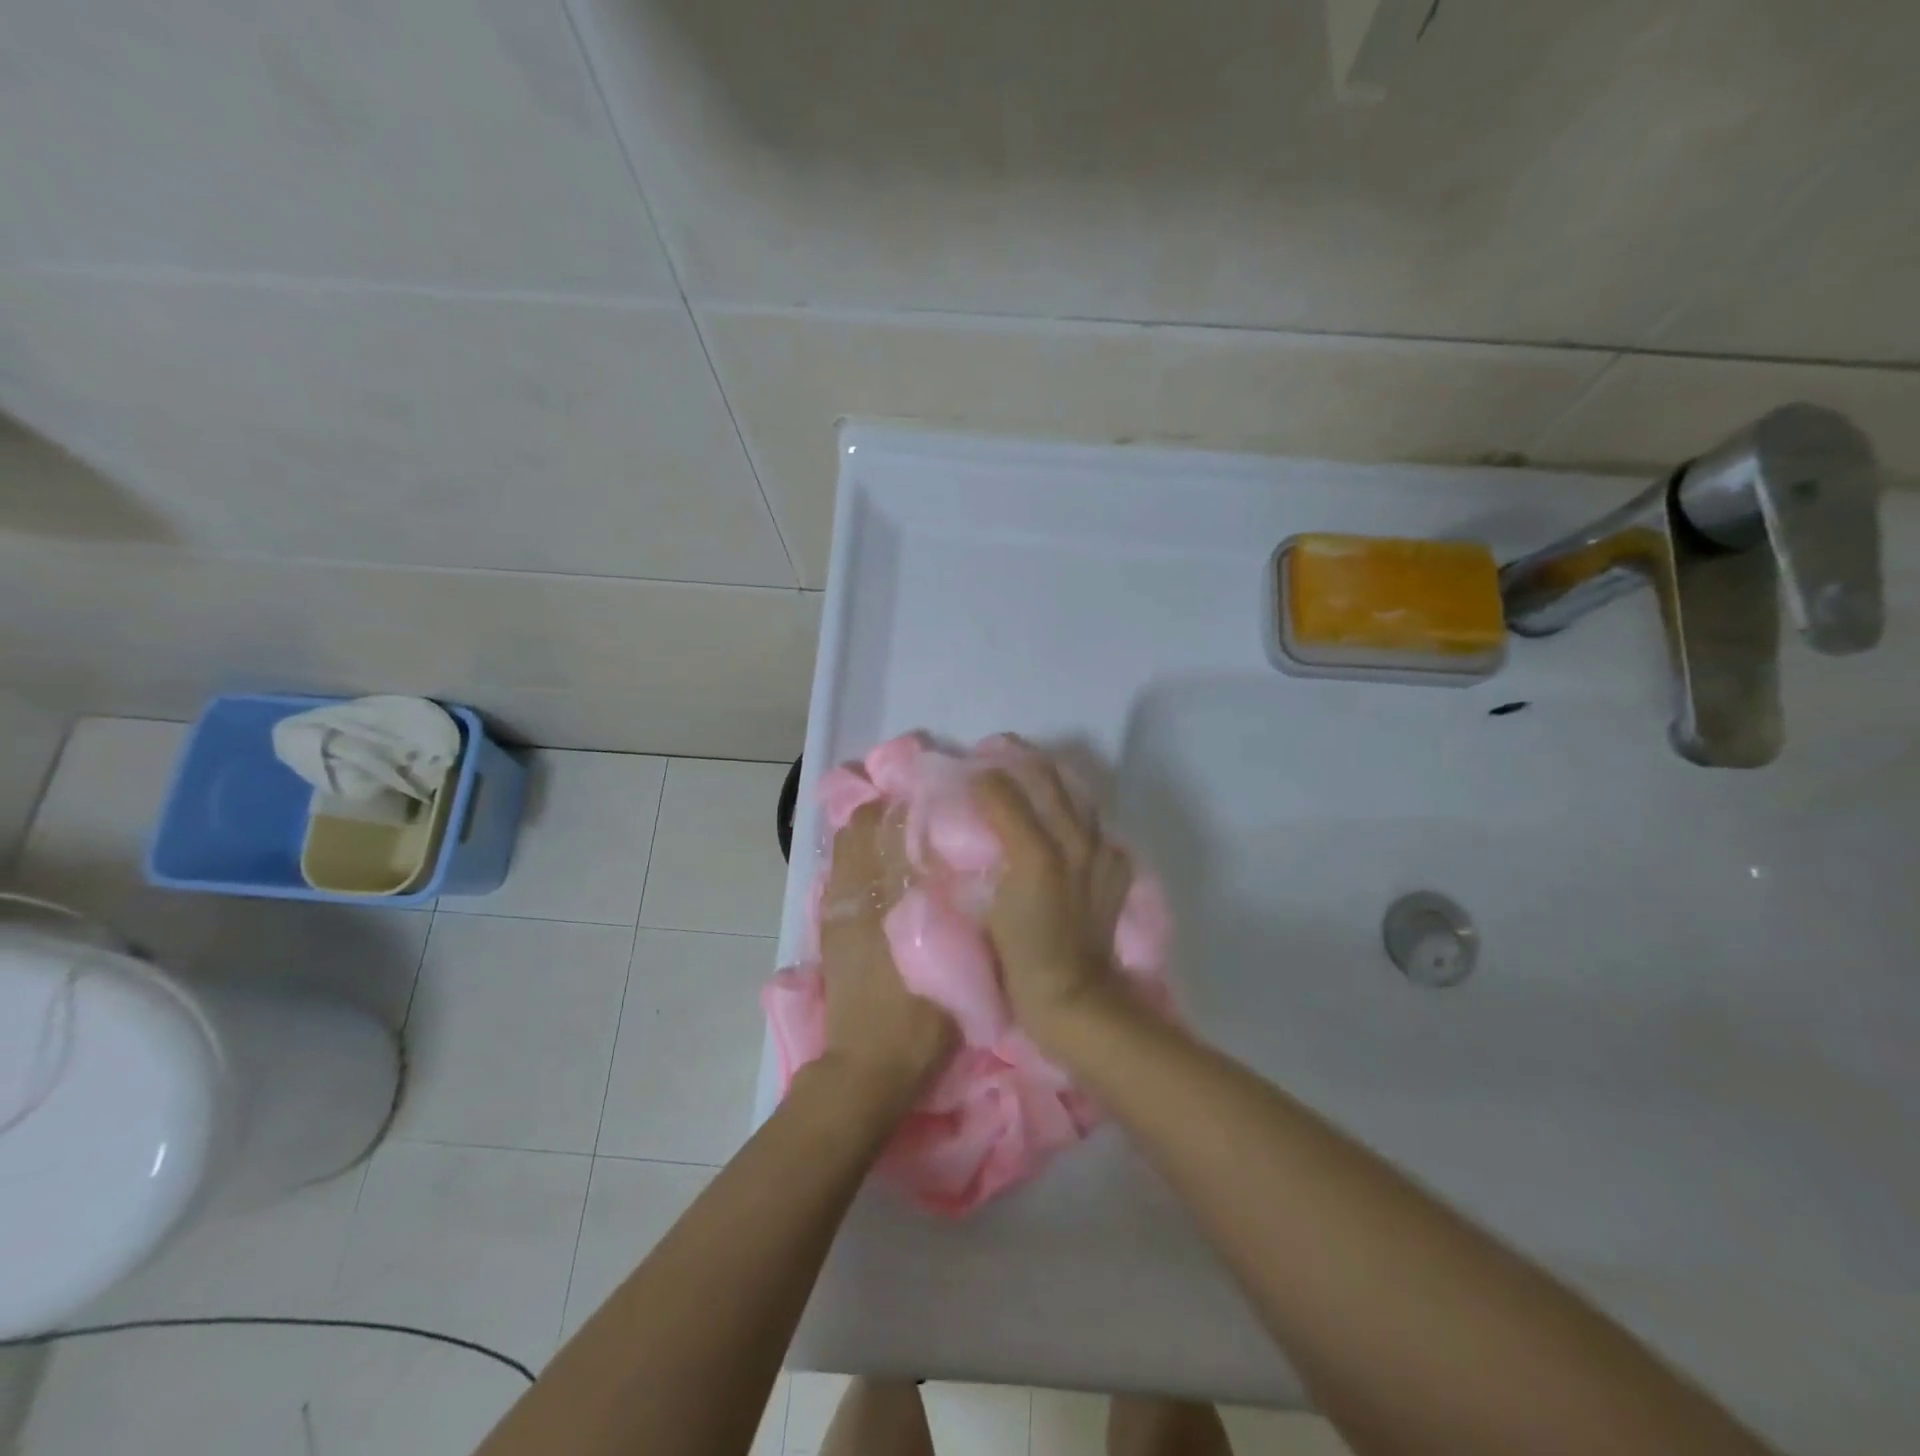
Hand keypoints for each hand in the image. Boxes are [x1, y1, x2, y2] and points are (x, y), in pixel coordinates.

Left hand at [816, 803, 956, 1113]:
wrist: (868, 1068)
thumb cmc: (922, 1021)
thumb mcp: (959, 969)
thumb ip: (965, 917)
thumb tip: (973, 872)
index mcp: (891, 902)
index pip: (891, 830)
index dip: (910, 806)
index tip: (934, 798)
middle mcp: (858, 896)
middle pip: (860, 828)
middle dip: (886, 812)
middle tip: (920, 813)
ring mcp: (837, 912)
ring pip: (843, 847)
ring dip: (867, 833)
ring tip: (898, 836)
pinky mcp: (828, 929)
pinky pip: (836, 875)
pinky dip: (854, 859)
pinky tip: (879, 871)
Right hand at [972, 761, 1132, 1044]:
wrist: (1074, 997)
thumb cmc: (1020, 957)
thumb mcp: (986, 909)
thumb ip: (979, 863)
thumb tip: (967, 826)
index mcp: (1036, 849)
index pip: (1003, 792)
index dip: (981, 776)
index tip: (964, 771)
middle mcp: (1073, 841)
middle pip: (1047, 780)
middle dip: (1019, 759)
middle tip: (995, 753)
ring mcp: (1099, 854)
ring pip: (1077, 797)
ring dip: (1051, 779)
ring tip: (1030, 774)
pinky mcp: (1114, 870)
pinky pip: (1097, 828)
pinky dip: (1078, 816)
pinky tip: (1065, 824)